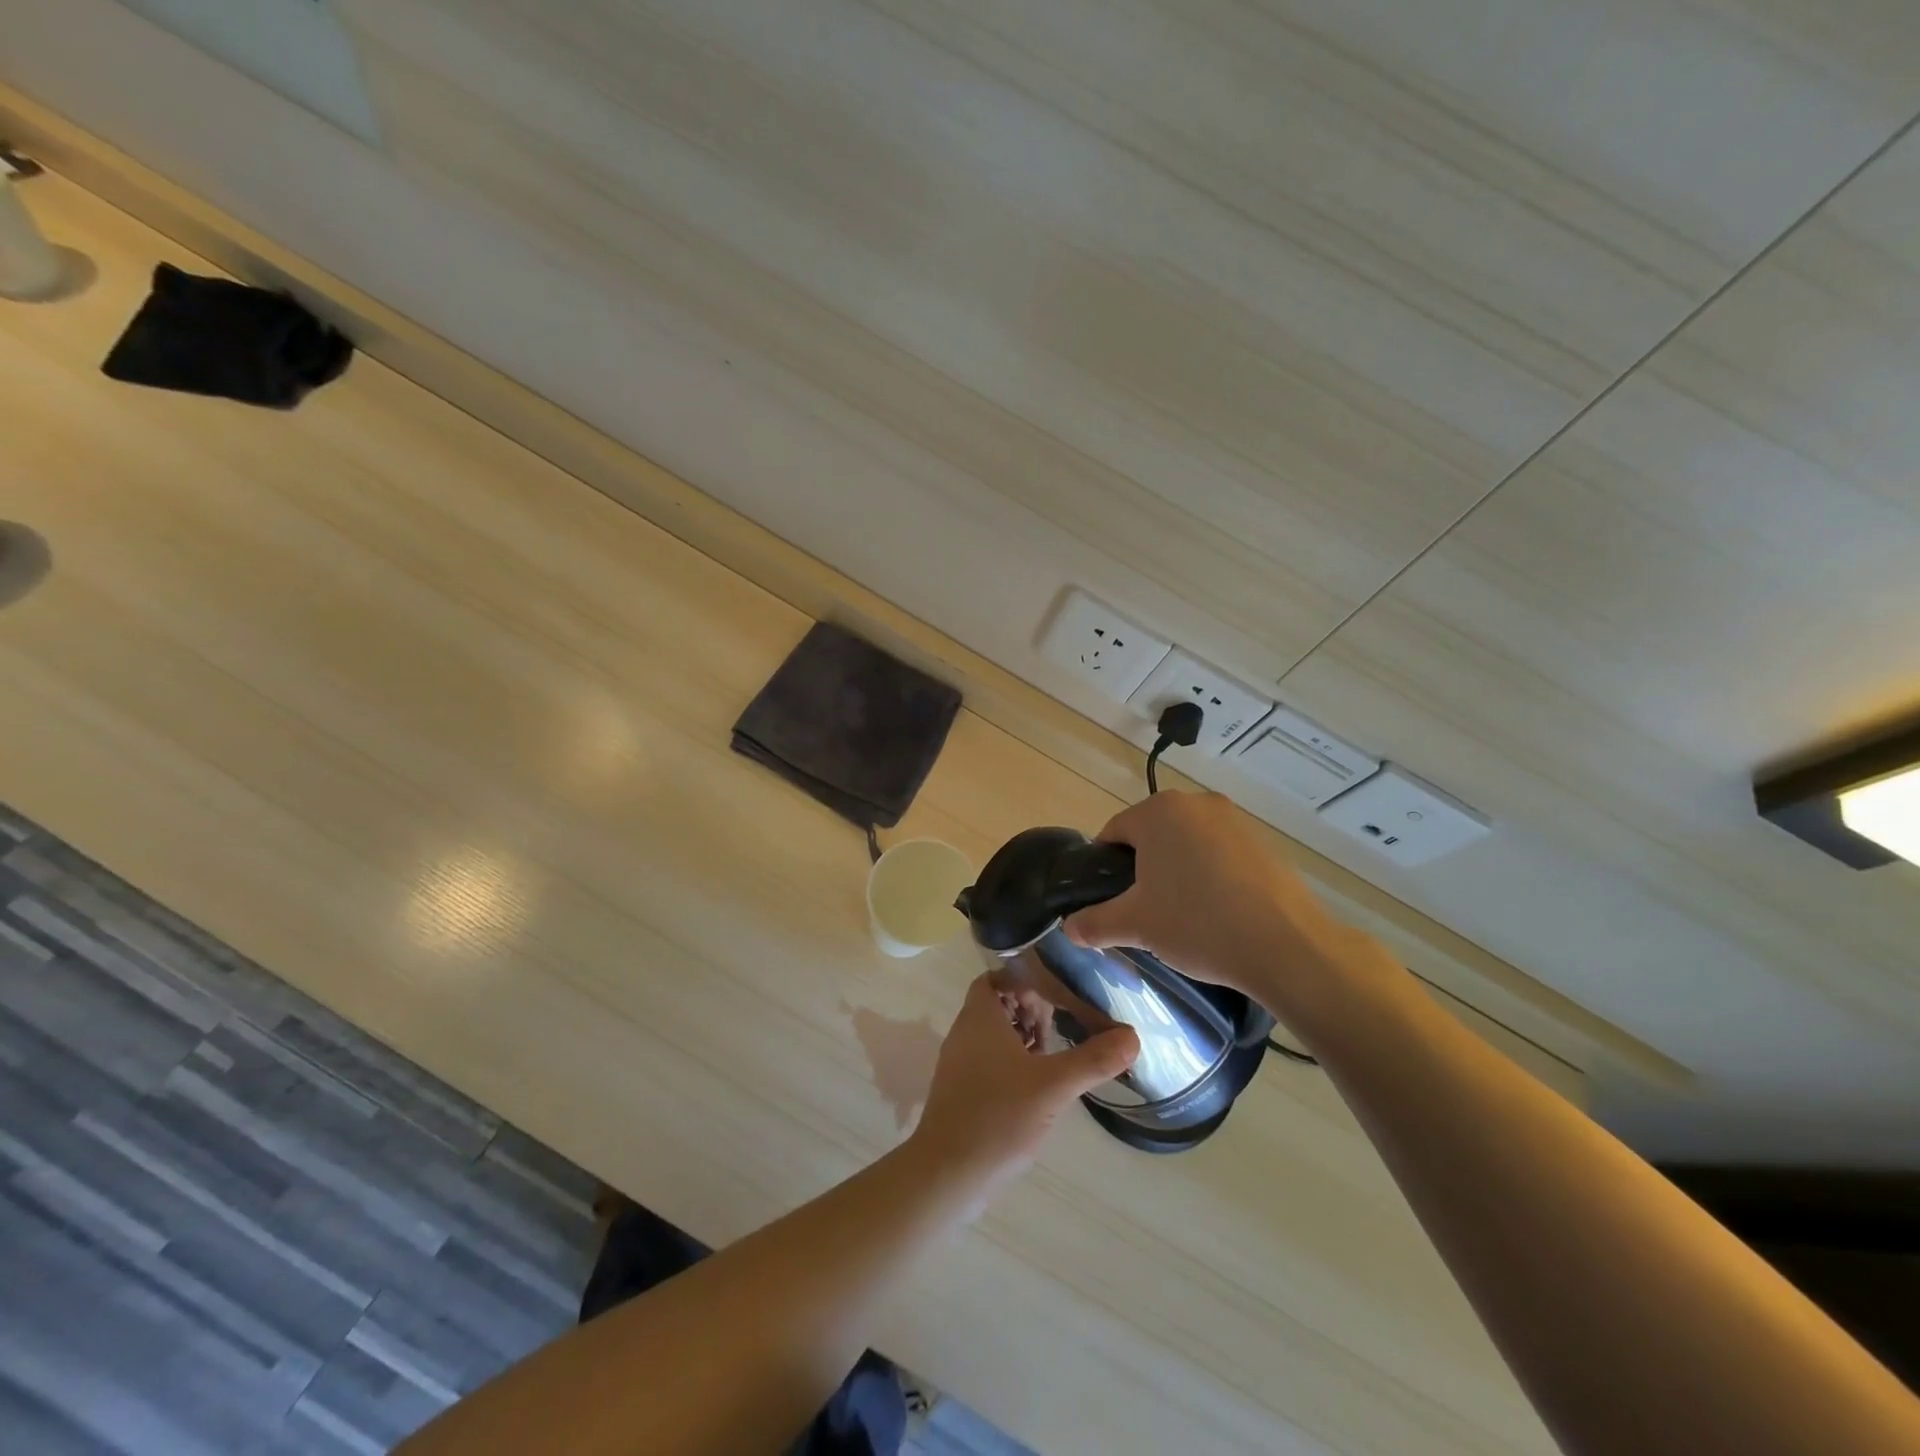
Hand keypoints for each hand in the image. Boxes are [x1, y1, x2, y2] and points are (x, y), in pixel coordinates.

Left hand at [911, 976, 1138, 1189]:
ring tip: (1055, 1055)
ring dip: (1024, 1038)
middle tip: (1061, 1025)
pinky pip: (990, 1061)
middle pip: (999, 1005)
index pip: (997, 978)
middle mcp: (965, 1032)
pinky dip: (1014, 1063)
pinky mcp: (962, 1091)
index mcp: (979, 1017)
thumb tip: (1133, 1036)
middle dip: (1030, 1010)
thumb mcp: (1053, 1086)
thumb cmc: (998, 1117)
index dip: (1025, 980)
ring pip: (995, 1035)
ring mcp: (960, 1063)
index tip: (1057, 994)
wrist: (948, 1173)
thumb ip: (1093, 1059)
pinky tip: (1038, 1086)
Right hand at [1063, 791, 1378, 1021]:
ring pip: (1187, 844)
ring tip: (1185, 916)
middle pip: (1152, 836)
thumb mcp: (1135, 926)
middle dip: (1144, 870)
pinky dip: (1212, 876)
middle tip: (1146, 912)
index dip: (1105, 870)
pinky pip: (1220, 853)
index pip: (1113, 833)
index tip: (1113, 903)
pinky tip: (1219, 912)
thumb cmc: (1198, 924)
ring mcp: (1234, 819)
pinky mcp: (1263, 841)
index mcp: (1158, 812)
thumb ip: (1094, 923)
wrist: (1287, 946)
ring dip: (1178, 872)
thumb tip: (1068, 928)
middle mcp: (1195, 803)